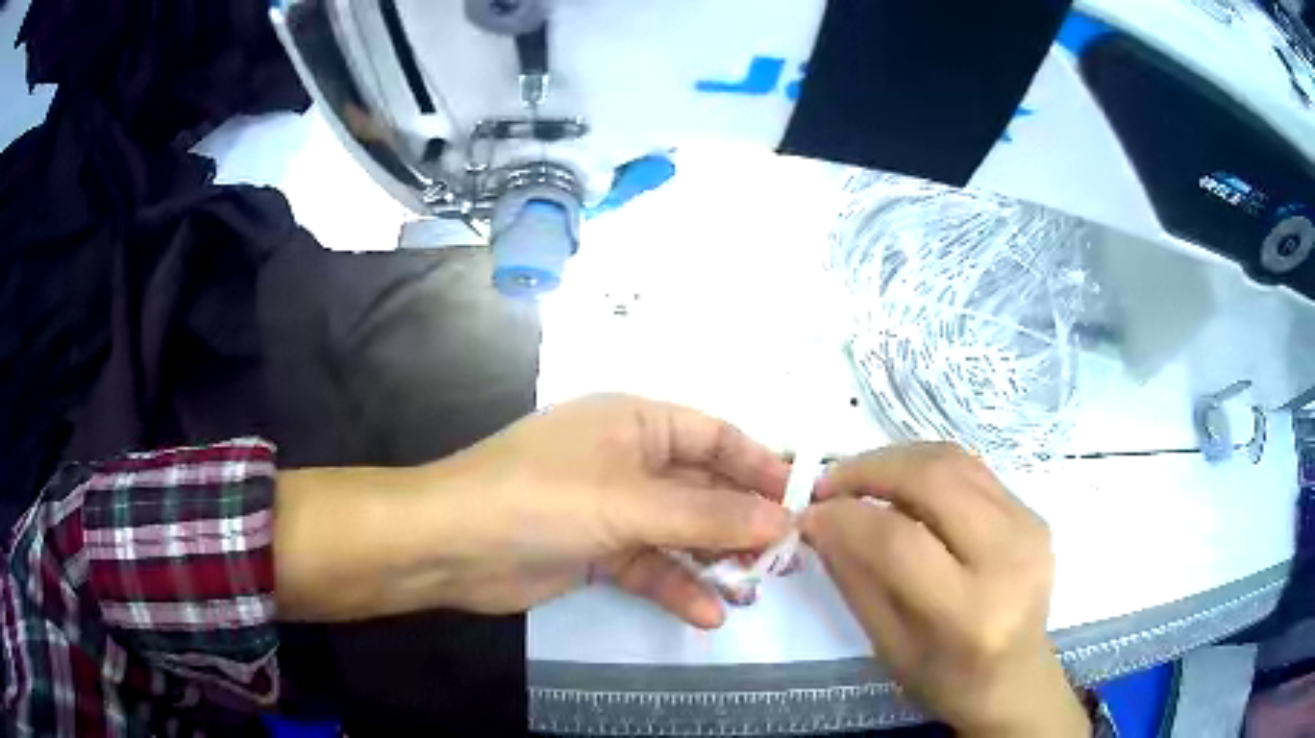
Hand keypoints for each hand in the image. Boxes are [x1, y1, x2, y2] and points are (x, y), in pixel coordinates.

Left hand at [275, 395, 791, 627]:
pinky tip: (707, 613)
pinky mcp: (596, 549)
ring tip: (753, 588)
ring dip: (713, 559)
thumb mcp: (631, 504)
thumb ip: (709, 516)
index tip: (801, 498)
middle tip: (786, 554)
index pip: (715, 436)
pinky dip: (676, 586)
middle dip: (741, 520)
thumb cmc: (542, 499)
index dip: (760, 464)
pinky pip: (650, 565)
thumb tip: (783, 519)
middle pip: (702, 487)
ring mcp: (611, 508)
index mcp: (635, 423)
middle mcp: (628, 460)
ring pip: (679, 531)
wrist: (451, 545)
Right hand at [800, 444, 1089, 736]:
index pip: (900, 542)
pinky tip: (902, 485)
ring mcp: (1028, 528)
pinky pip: (973, 471)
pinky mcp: (1033, 514)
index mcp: (970, 612)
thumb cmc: (946, 679)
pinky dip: (928, 467)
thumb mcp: (888, 645)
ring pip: (955, 462)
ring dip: (898, 459)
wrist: (1015, 679)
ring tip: (860, 477)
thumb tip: (820, 522)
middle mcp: (1008, 558)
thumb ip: (855, 579)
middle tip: (830, 482)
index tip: (809, 513)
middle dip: (871, 470)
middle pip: (934, 481)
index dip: (847, 518)